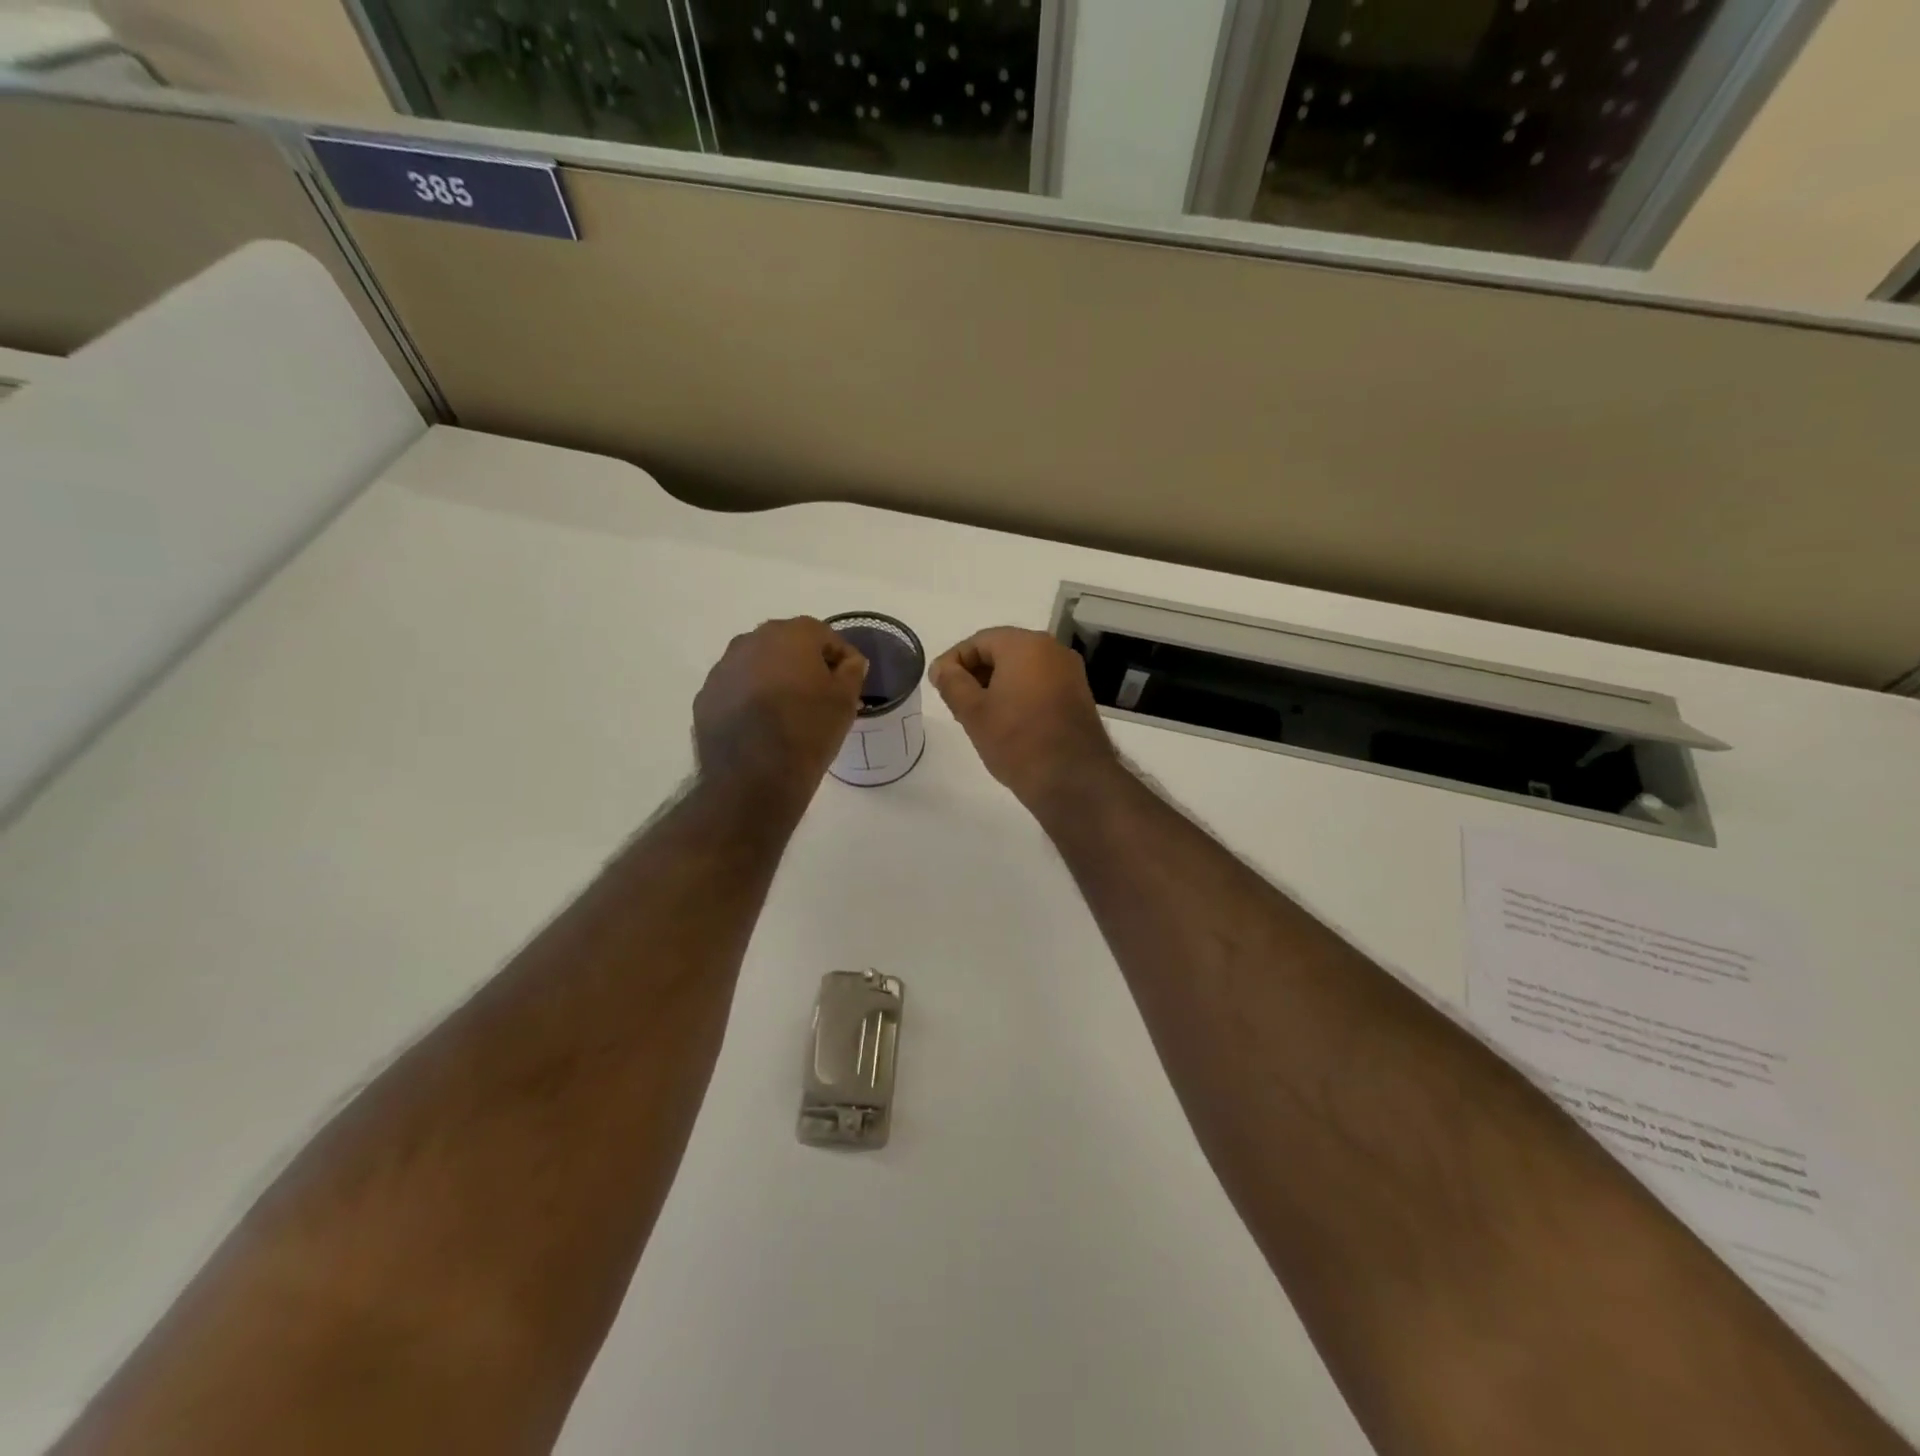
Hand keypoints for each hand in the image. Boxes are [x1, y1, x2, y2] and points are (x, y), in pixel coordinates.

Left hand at [694, 618, 866, 801]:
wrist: (753, 776)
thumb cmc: (808, 731)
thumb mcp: (845, 701)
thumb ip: (852, 671)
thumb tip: (849, 661)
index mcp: (791, 634)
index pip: (825, 636)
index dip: (841, 658)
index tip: (849, 682)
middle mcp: (752, 640)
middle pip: (787, 645)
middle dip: (805, 664)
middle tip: (819, 695)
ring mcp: (723, 667)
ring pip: (758, 665)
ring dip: (774, 679)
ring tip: (788, 712)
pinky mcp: (706, 695)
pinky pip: (737, 688)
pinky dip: (750, 699)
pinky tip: (761, 727)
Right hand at [930, 628, 1120, 808]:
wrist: (1073, 780)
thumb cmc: (1017, 740)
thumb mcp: (973, 712)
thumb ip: (952, 683)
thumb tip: (942, 668)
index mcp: (1025, 644)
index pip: (979, 641)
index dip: (954, 661)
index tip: (938, 686)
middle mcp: (1052, 649)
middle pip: (1003, 651)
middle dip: (976, 673)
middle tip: (956, 703)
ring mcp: (1070, 672)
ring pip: (1023, 668)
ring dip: (997, 685)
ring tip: (979, 716)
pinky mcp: (1079, 695)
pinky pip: (1041, 684)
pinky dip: (1020, 694)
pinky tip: (1007, 721)